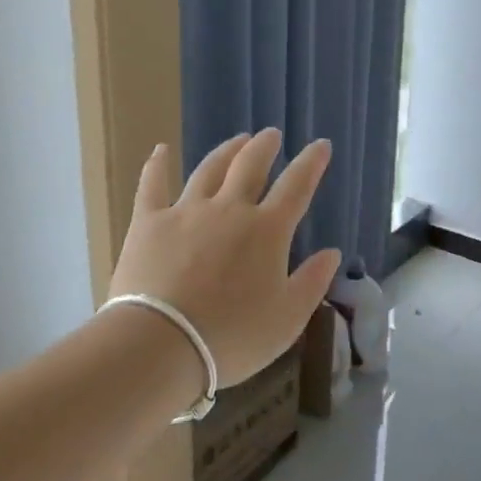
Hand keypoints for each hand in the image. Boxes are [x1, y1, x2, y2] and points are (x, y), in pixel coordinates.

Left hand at [108, 128, 339, 388]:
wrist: (161, 344)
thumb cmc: (233, 336)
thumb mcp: (288, 318)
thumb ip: (313, 281)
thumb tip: (332, 252)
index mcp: (268, 230)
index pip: (297, 185)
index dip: (311, 163)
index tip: (320, 145)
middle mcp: (229, 209)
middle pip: (250, 165)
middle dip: (265, 147)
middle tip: (271, 135)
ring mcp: (186, 211)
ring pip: (209, 169)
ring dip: (226, 151)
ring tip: (237, 140)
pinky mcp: (148, 223)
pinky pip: (152, 185)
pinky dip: (157, 165)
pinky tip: (160, 150)